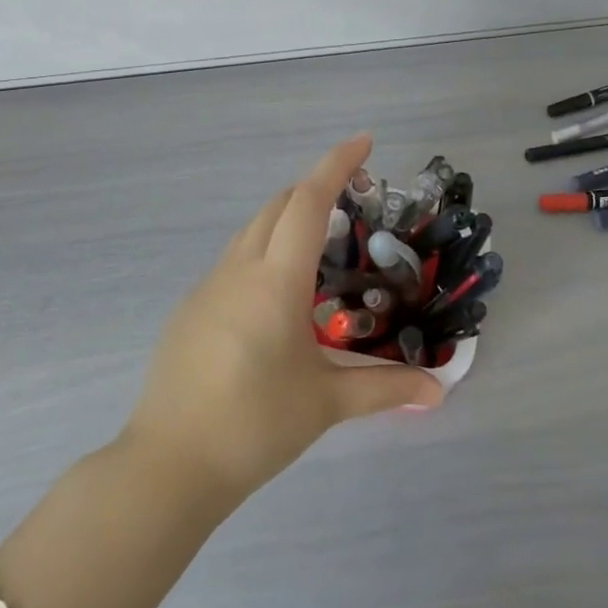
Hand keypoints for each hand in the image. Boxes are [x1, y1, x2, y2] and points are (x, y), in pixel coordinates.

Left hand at [122, 133, 443, 506]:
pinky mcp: (191, 309)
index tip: (364, 142)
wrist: (168, 465)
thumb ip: (385, 388)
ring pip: (252, 230)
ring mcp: (208, 287)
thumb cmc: (254, 425)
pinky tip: (279, 298)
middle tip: (353, 204)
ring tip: (322, 249)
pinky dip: (264, 252)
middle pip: (278, 205)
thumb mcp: (326, 402)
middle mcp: (239, 269)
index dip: (336, 164)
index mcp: (275, 280)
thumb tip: (439, 390)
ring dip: (287, 220)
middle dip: (315, 189)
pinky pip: (234, 260)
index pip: (308, 202)